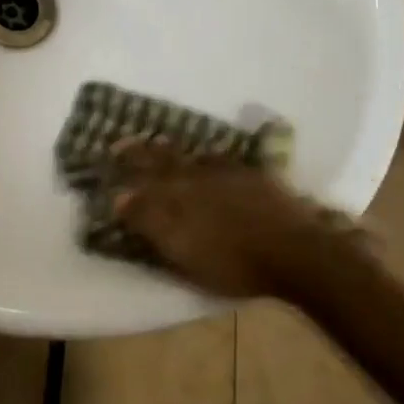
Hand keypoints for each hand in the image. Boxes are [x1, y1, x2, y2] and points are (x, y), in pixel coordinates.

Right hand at [111, 144, 357, 298]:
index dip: (125, 164)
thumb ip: (150, 222)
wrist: (296, 251)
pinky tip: (207, 158)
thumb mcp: (182, 250)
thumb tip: (119, 197)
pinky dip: (206, 157)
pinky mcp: (253, 176)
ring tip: (159, 145)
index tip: (107, 154)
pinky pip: (220, 158)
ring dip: (171, 150)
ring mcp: (228, 172)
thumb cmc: (234, 261)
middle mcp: (198, 173)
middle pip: (164, 157)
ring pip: (191, 155)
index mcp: (178, 192)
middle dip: (142, 150)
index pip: (143, 173)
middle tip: (123, 142)